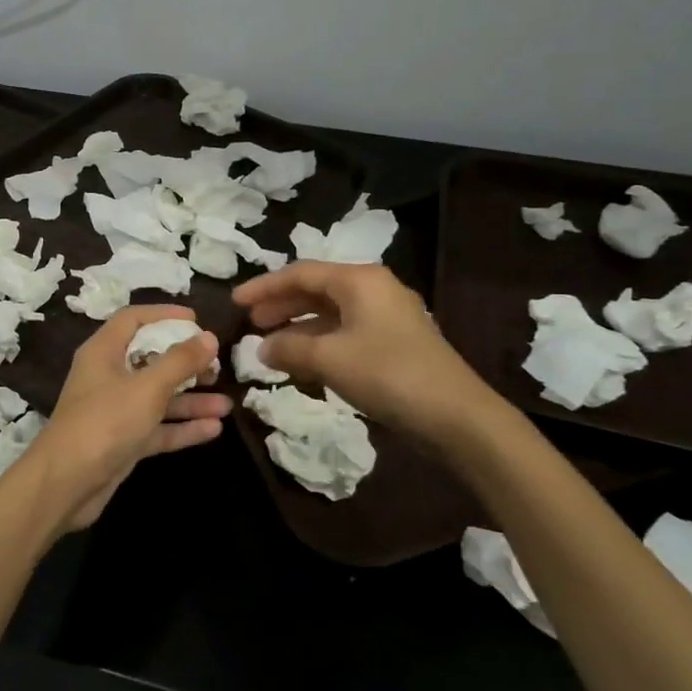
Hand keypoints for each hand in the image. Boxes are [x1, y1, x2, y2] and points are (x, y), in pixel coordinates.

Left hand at [25, 306, 229, 532]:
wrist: (66, 483)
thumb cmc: (105, 422)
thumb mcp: (147, 387)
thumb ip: (179, 361)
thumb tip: (208, 337)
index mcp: (103, 352)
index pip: (132, 320)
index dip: (163, 315)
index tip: (196, 320)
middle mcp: (108, 377)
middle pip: (150, 359)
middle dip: (185, 363)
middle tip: (217, 366)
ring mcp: (115, 411)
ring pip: (158, 398)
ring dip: (190, 400)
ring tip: (226, 403)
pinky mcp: (123, 441)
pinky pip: (158, 428)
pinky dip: (182, 427)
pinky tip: (214, 429)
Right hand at [232, 263, 509, 449]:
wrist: (457, 417)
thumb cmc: (387, 374)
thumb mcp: (329, 359)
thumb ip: (289, 348)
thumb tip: (262, 347)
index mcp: (359, 281)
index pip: (301, 273)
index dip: (264, 287)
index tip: (235, 302)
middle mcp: (374, 290)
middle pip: (316, 290)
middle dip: (281, 305)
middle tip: (251, 322)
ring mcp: (387, 318)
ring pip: (331, 314)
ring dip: (298, 328)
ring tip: (269, 346)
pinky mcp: (395, 345)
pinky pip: (345, 334)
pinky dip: (319, 344)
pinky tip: (302, 363)